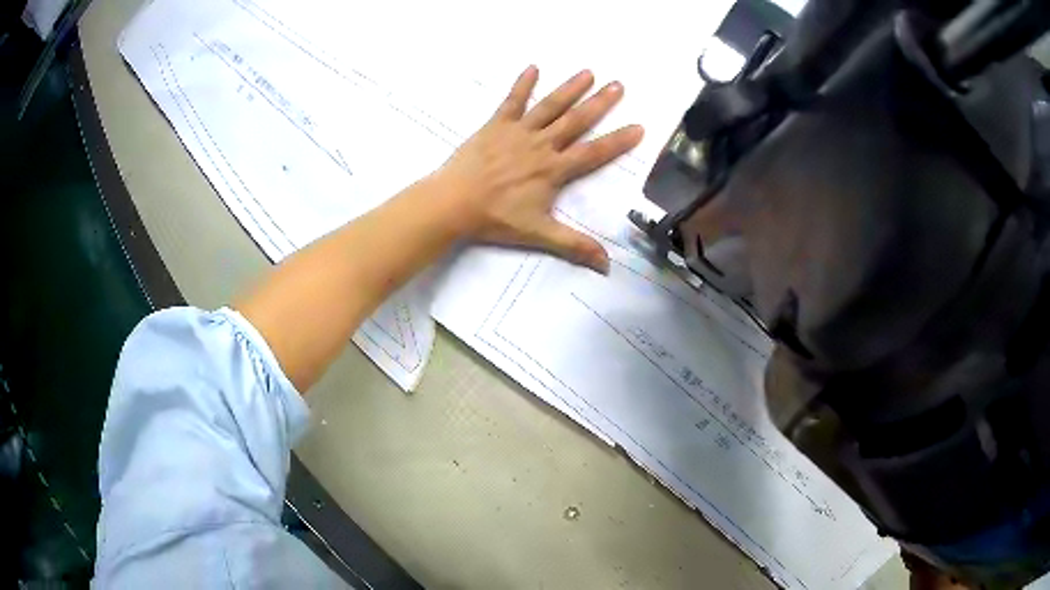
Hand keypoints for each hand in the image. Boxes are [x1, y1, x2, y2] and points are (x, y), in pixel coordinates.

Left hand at [436, 66, 643, 272]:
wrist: (454, 203)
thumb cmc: (496, 218)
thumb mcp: (539, 234)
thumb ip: (575, 245)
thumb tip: (608, 265)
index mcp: (554, 169)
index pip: (594, 153)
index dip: (618, 141)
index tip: (639, 126)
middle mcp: (541, 145)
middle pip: (576, 121)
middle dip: (600, 103)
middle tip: (619, 85)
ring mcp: (518, 132)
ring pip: (550, 106)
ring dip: (570, 88)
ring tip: (588, 72)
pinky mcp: (496, 125)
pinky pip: (512, 101)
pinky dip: (522, 84)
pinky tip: (532, 67)